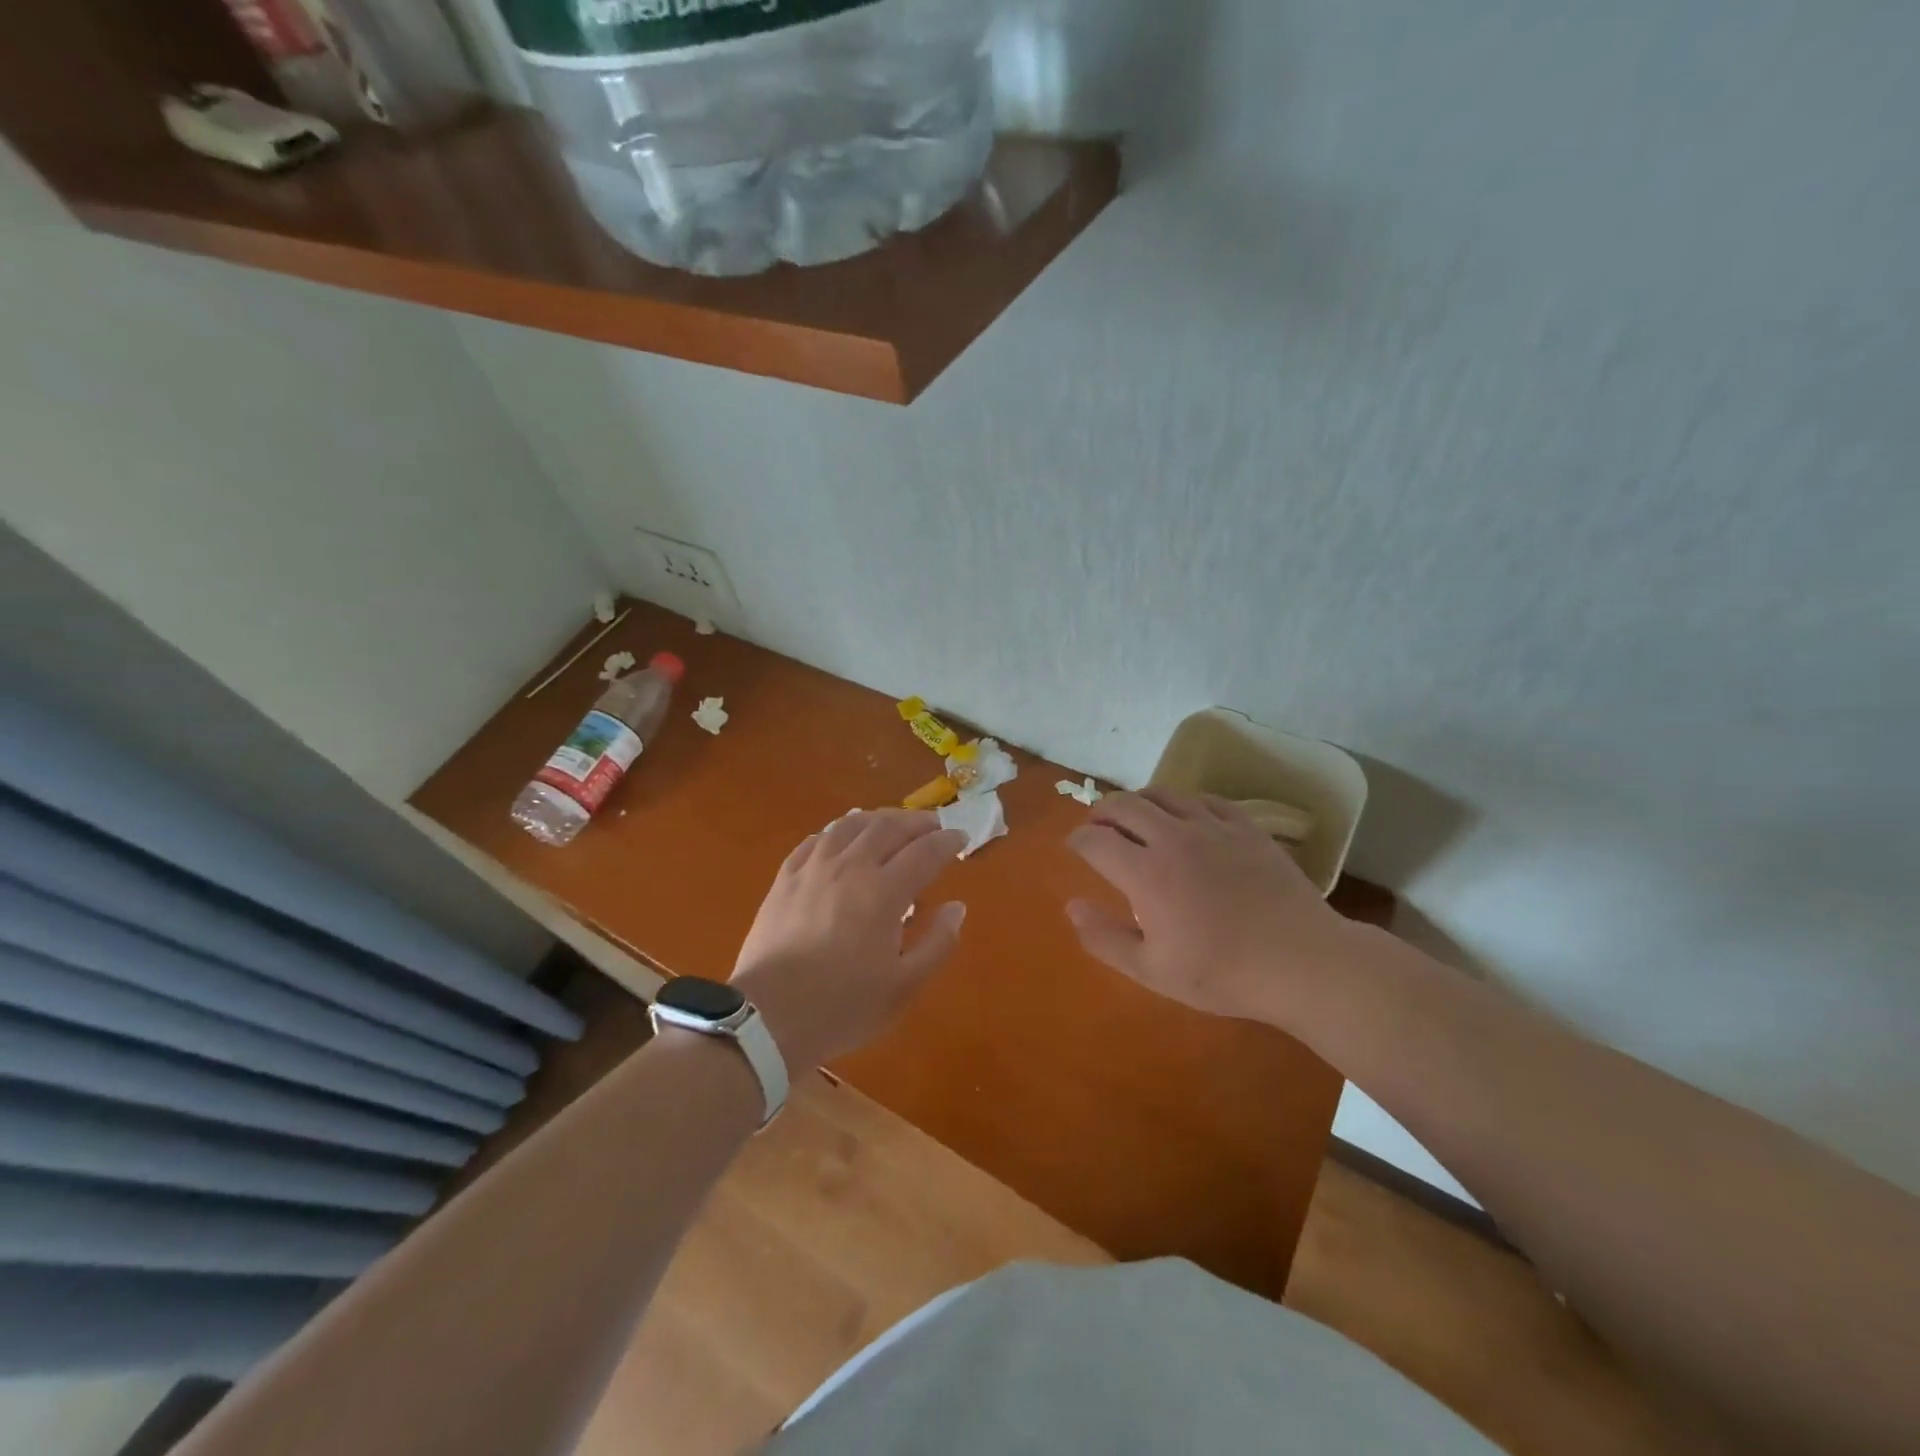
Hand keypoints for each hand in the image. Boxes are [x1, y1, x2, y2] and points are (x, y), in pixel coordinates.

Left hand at [731, 810, 968, 1070]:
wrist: (767, 1018)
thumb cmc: (842, 1006)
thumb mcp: (903, 987)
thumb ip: (937, 944)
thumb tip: (956, 907)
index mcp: (883, 892)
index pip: (924, 852)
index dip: (947, 842)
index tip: (961, 837)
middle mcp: (850, 868)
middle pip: (888, 827)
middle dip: (916, 822)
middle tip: (933, 825)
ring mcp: (813, 869)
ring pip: (850, 825)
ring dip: (878, 818)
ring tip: (892, 823)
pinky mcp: (785, 878)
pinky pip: (815, 840)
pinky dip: (838, 831)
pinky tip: (842, 837)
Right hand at [1066, 789, 1353, 1026]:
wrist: (1302, 962)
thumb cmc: (1222, 973)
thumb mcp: (1152, 971)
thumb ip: (1105, 938)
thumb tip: (1072, 906)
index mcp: (1145, 873)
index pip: (1095, 840)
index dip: (1077, 840)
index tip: (1075, 847)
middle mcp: (1172, 838)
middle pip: (1124, 805)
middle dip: (1101, 812)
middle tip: (1098, 826)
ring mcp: (1213, 827)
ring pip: (1163, 794)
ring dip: (1139, 800)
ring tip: (1134, 815)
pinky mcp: (1246, 827)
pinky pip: (1205, 799)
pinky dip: (1183, 802)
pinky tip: (1185, 816)